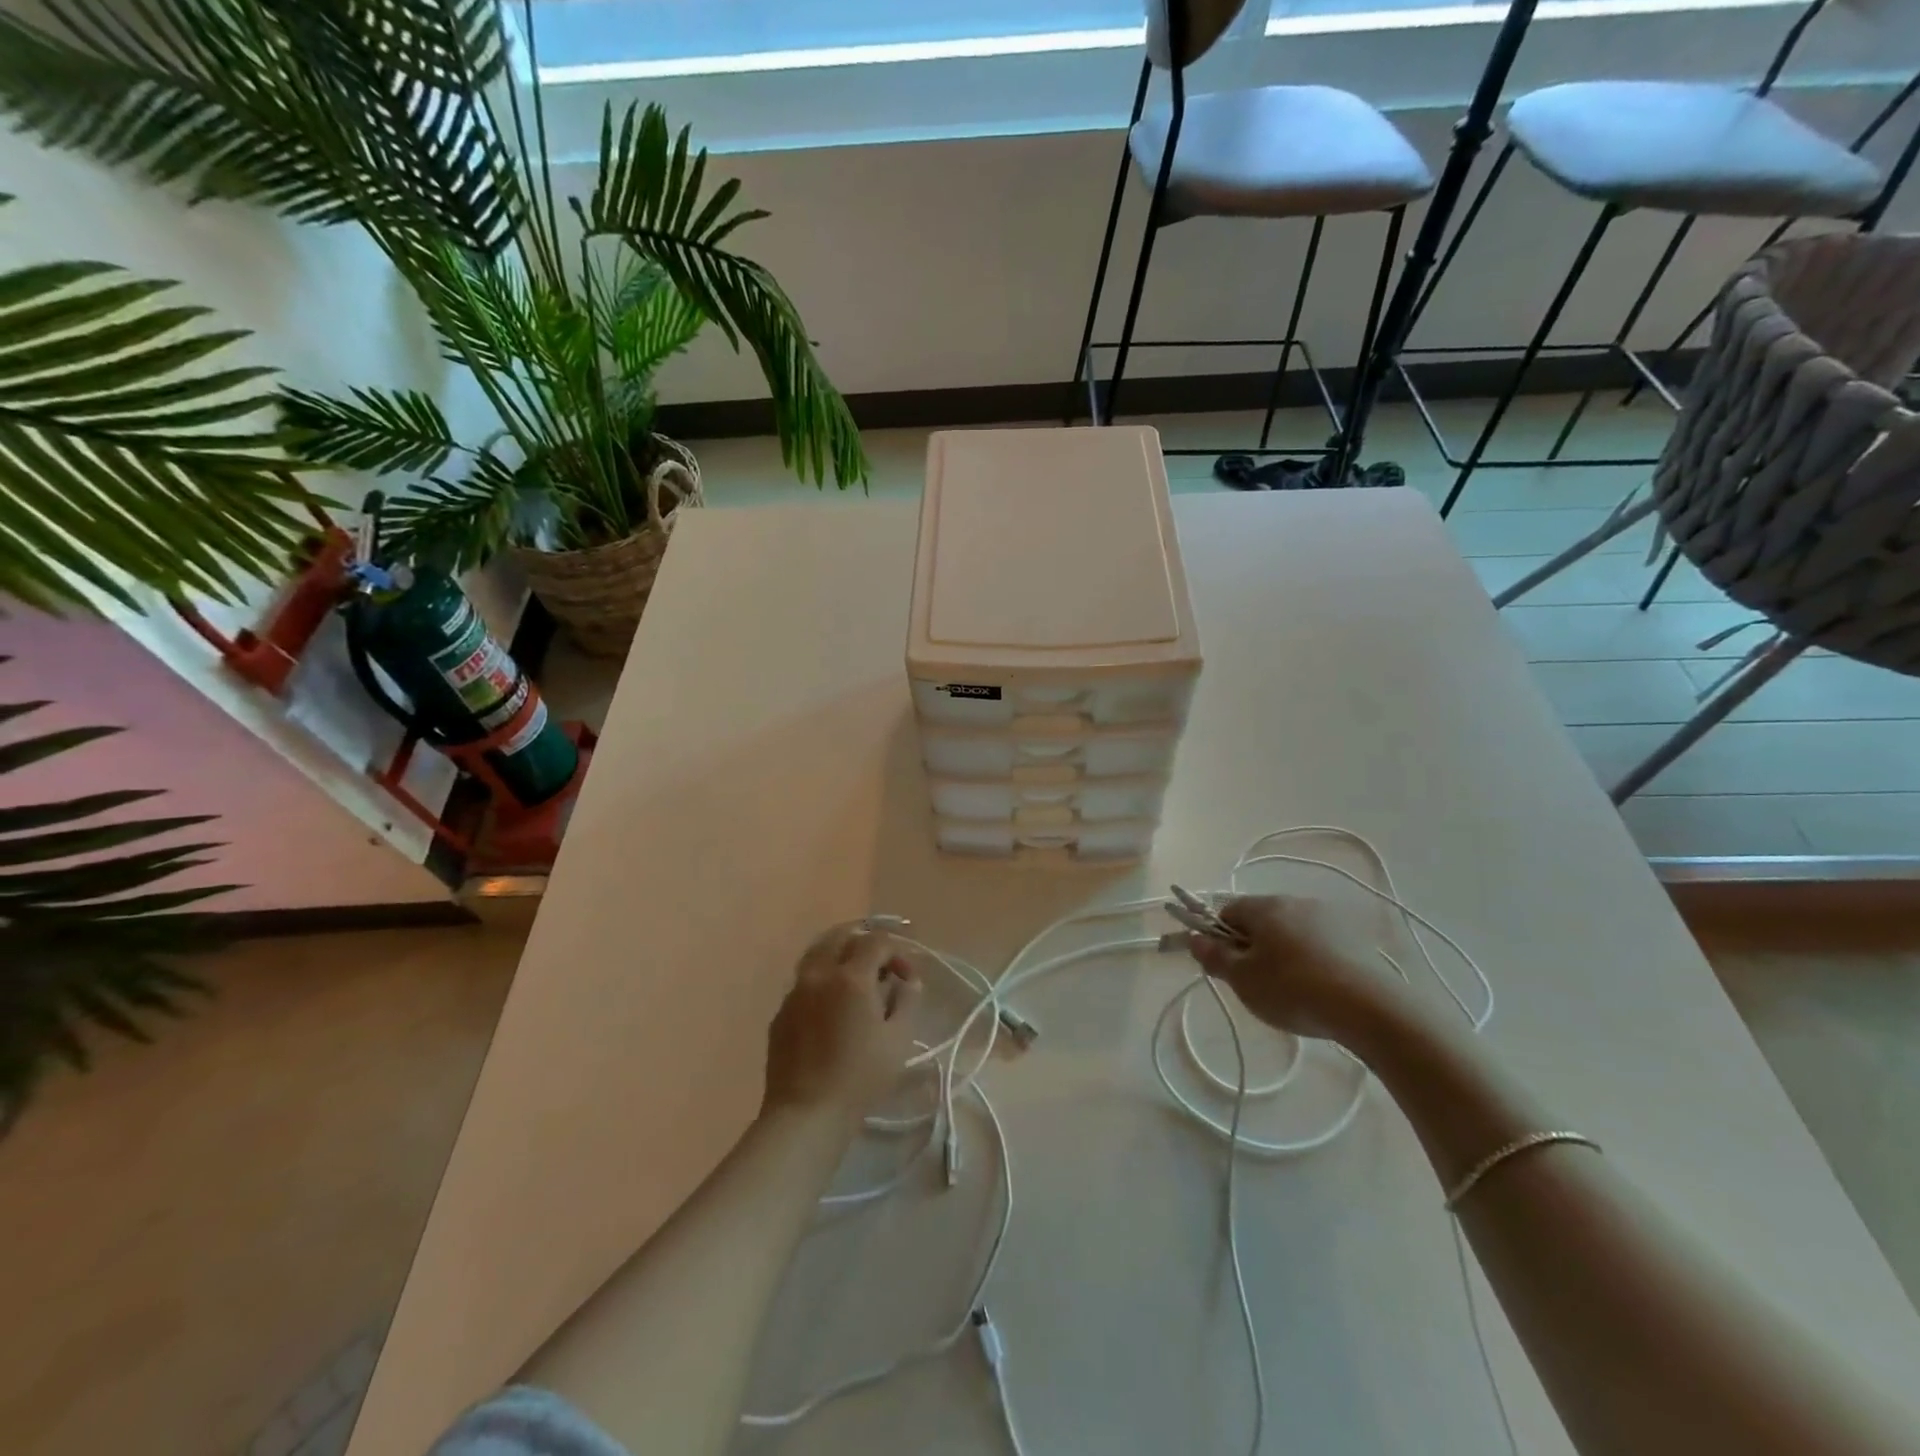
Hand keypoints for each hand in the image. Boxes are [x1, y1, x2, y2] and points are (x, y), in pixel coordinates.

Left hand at [762, 924, 921, 1122]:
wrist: (806, 1113)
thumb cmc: (860, 1078)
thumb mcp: (898, 1040)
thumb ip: (907, 1001)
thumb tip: (908, 980)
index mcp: (850, 977)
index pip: (876, 942)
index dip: (897, 951)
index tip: (907, 976)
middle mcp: (819, 974)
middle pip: (840, 937)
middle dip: (864, 941)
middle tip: (881, 962)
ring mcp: (795, 992)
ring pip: (817, 954)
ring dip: (840, 955)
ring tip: (855, 976)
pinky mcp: (780, 1012)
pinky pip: (804, 981)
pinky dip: (822, 979)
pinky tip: (832, 1004)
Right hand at [1186, 895, 1411, 1048]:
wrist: (1370, 1008)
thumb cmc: (1293, 989)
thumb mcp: (1242, 979)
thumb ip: (1214, 956)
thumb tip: (1194, 937)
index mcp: (1265, 906)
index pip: (1227, 911)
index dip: (1218, 936)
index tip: (1223, 966)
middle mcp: (1295, 902)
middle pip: (1260, 920)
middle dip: (1251, 946)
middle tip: (1252, 982)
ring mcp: (1329, 918)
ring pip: (1290, 932)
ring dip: (1282, 953)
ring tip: (1288, 991)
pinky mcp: (1355, 939)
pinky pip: (1318, 944)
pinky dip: (1310, 961)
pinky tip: (1317, 990)